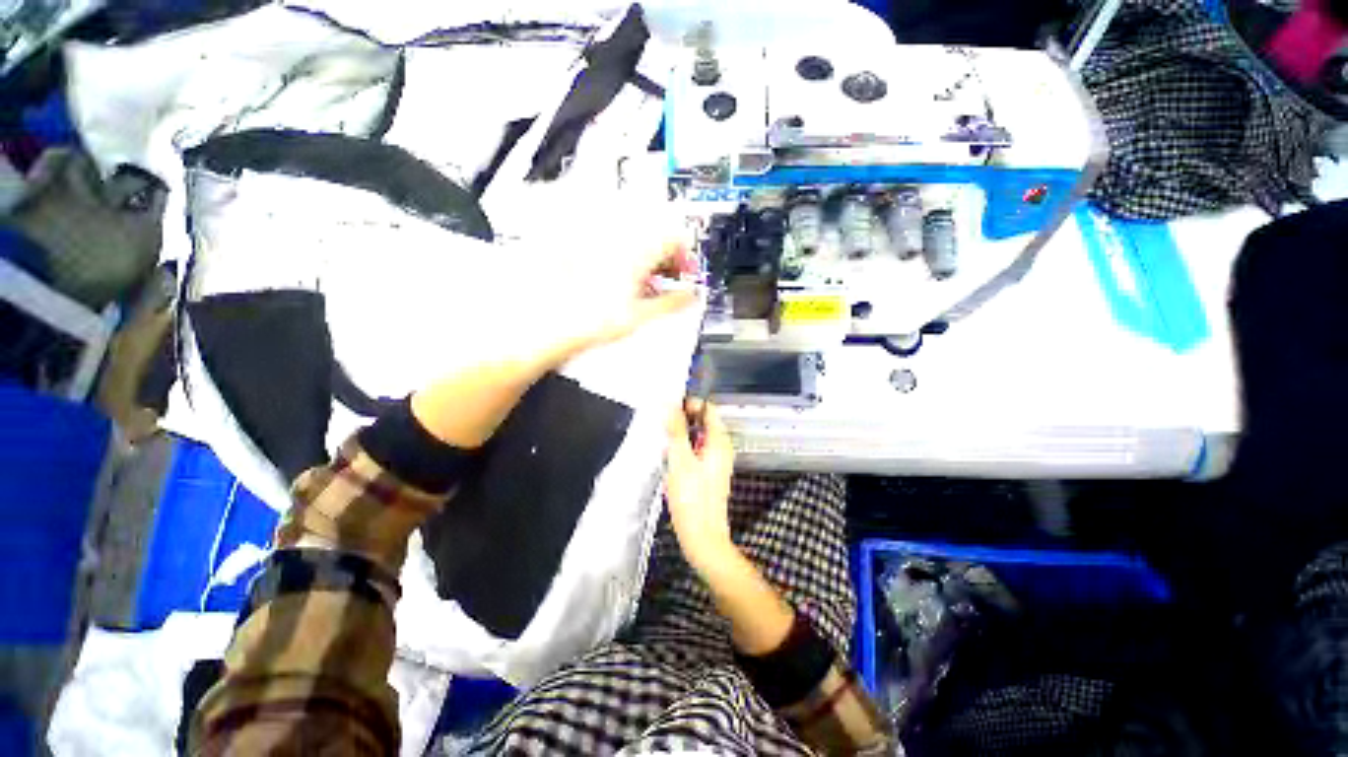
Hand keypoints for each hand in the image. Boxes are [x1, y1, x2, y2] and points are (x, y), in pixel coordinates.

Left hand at [410, 238, 695, 448]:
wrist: (533, 324)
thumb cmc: (585, 323)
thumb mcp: (638, 317)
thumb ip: (672, 303)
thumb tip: (693, 296)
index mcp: (635, 245)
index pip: (676, 235)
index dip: (685, 257)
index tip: (682, 277)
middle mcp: (613, 228)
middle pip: (653, 229)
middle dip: (663, 255)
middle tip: (661, 282)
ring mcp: (589, 230)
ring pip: (629, 231)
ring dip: (641, 254)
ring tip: (636, 282)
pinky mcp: (570, 236)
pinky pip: (605, 235)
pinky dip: (617, 253)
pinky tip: (611, 276)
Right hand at [665, 400, 736, 571]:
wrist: (702, 537)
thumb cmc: (692, 498)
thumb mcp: (680, 460)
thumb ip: (676, 430)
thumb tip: (671, 404)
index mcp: (719, 441)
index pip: (708, 409)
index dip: (689, 404)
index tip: (669, 408)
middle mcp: (721, 448)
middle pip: (702, 422)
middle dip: (682, 420)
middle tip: (662, 426)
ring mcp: (716, 461)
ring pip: (697, 437)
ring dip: (680, 436)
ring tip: (663, 443)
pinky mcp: (708, 473)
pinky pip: (696, 451)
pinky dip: (683, 449)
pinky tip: (670, 460)